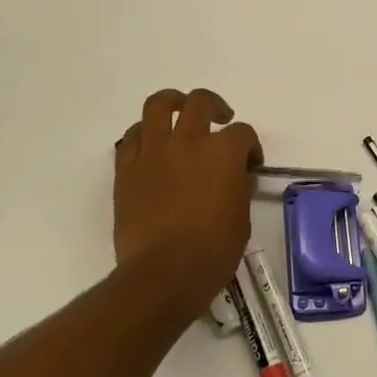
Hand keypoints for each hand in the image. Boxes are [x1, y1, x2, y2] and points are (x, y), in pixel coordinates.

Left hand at [112, 88, 260, 326]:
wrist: (163, 274)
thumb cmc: (213, 251)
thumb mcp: (241, 219)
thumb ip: (239, 189)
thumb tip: (237, 177)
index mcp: (223, 152)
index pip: (242, 133)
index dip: (250, 146)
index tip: (250, 163)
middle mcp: (188, 141)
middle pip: (200, 103)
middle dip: (214, 106)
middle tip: (220, 118)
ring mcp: (154, 151)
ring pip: (158, 105)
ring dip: (173, 102)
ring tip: (179, 110)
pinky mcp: (127, 168)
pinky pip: (132, 137)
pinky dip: (144, 134)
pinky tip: (152, 144)